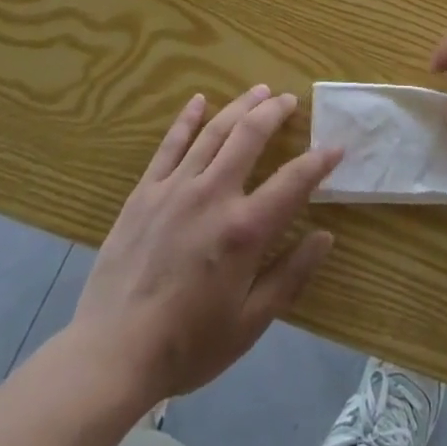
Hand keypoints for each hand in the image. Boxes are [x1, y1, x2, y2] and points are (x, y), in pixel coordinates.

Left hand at [70, 86, 341, 407]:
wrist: (111, 354)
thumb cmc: (187, 345)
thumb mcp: (249, 323)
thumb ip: (290, 276)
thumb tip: (326, 237)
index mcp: (245, 229)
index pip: (294, 181)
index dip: (319, 161)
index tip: (335, 146)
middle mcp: (214, 195)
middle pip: (250, 136)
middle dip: (275, 112)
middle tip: (289, 100)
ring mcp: (176, 188)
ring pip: (214, 132)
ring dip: (240, 106)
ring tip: (259, 91)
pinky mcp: (145, 192)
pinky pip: (170, 145)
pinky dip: (187, 119)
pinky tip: (199, 101)